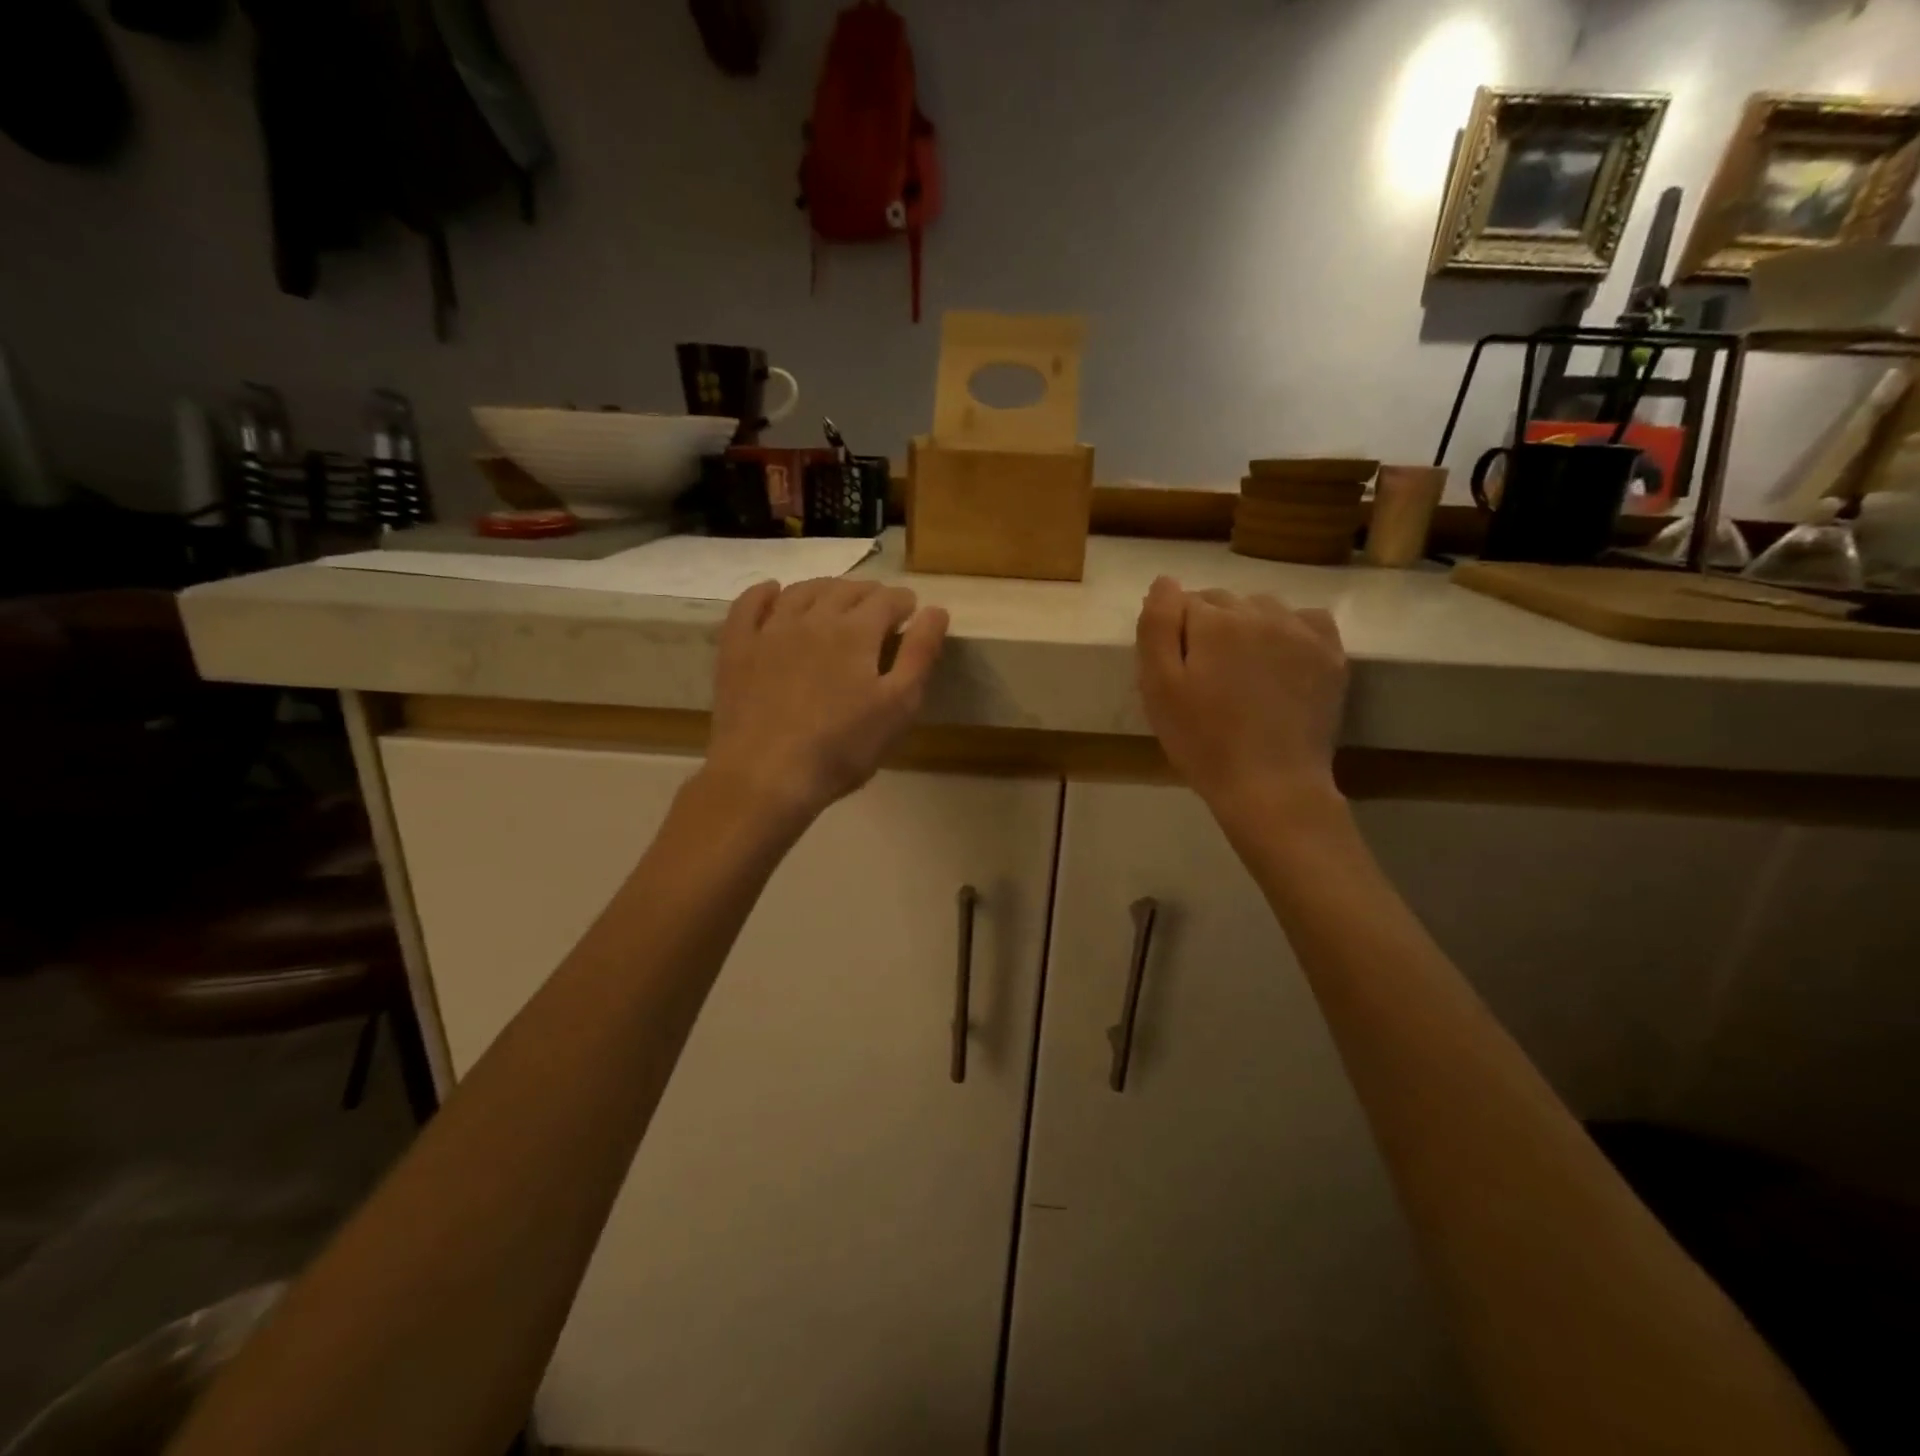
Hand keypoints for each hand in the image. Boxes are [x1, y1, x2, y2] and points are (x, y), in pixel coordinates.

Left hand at [704, 577, 948, 828]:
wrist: (766, 775)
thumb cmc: (842, 748)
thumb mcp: (898, 707)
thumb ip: (920, 655)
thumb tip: (936, 610)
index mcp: (857, 632)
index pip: (887, 600)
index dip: (904, 602)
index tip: (911, 611)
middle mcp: (814, 618)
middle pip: (846, 590)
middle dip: (868, 593)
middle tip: (879, 607)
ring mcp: (770, 630)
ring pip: (802, 591)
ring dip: (826, 588)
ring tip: (836, 598)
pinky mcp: (737, 648)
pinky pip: (749, 605)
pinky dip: (764, 593)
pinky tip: (774, 592)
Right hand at [1135, 576, 1347, 820]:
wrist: (1271, 786)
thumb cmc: (1204, 741)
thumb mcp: (1158, 688)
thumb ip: (1157, 626)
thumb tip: (1164, 582)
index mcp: (1215, 621)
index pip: (1183, 602)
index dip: (1173, 633)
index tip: (1174, 669)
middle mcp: (1261, 613)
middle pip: (1222, 601)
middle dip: (1207, 627)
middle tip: (1203, 675)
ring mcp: (1301, 631)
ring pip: (1262, 608)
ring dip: (1246, 626)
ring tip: (1240, 671)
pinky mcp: (1330, 654)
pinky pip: (1307, 620)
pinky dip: (1289, 630)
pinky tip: (1280, 659)